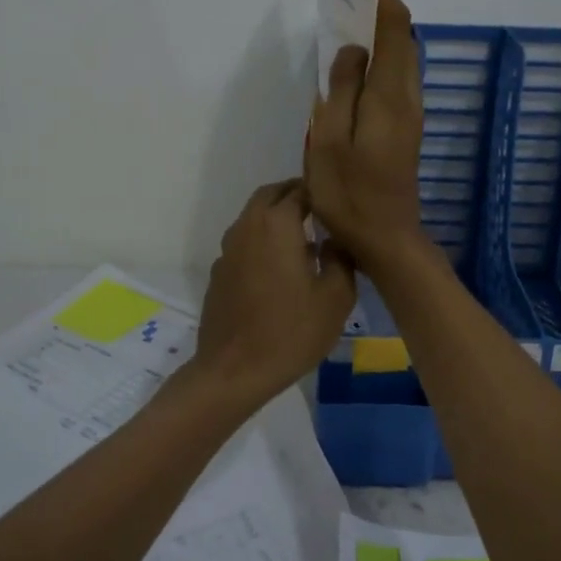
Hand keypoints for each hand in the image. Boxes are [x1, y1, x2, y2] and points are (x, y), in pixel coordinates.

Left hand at [190, 179, 356, 406]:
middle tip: (321, 212)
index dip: (321, 191)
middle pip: (271, 196)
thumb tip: (335, 240)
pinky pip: (244, 244)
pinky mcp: (219, 273)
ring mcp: (228, 250)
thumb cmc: (291, 331)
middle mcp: (247, 227)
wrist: (234, 371)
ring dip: (277, 220)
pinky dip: (263, 243)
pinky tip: (280, 271)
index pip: (300, 189)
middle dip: (295, 196)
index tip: (340, 201)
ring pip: (254, 219)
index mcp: (277, 224)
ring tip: (305, 241)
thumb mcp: (336, 297)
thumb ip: (341, 258)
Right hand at [306, 0, 426, 271]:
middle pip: (403, 39)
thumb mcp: (331, 141)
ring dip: (383, 32)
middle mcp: (407, 99)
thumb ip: (342, 90)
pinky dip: (382, 57)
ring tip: (352, 16)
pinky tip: (359, 63)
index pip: (394, 30)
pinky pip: (396, 79)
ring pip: (402, 59)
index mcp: (389, 96)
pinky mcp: (404, 130)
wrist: (387, 239)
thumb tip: (353, 50)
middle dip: (383, 7)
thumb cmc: (350, 194)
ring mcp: (409, 115)